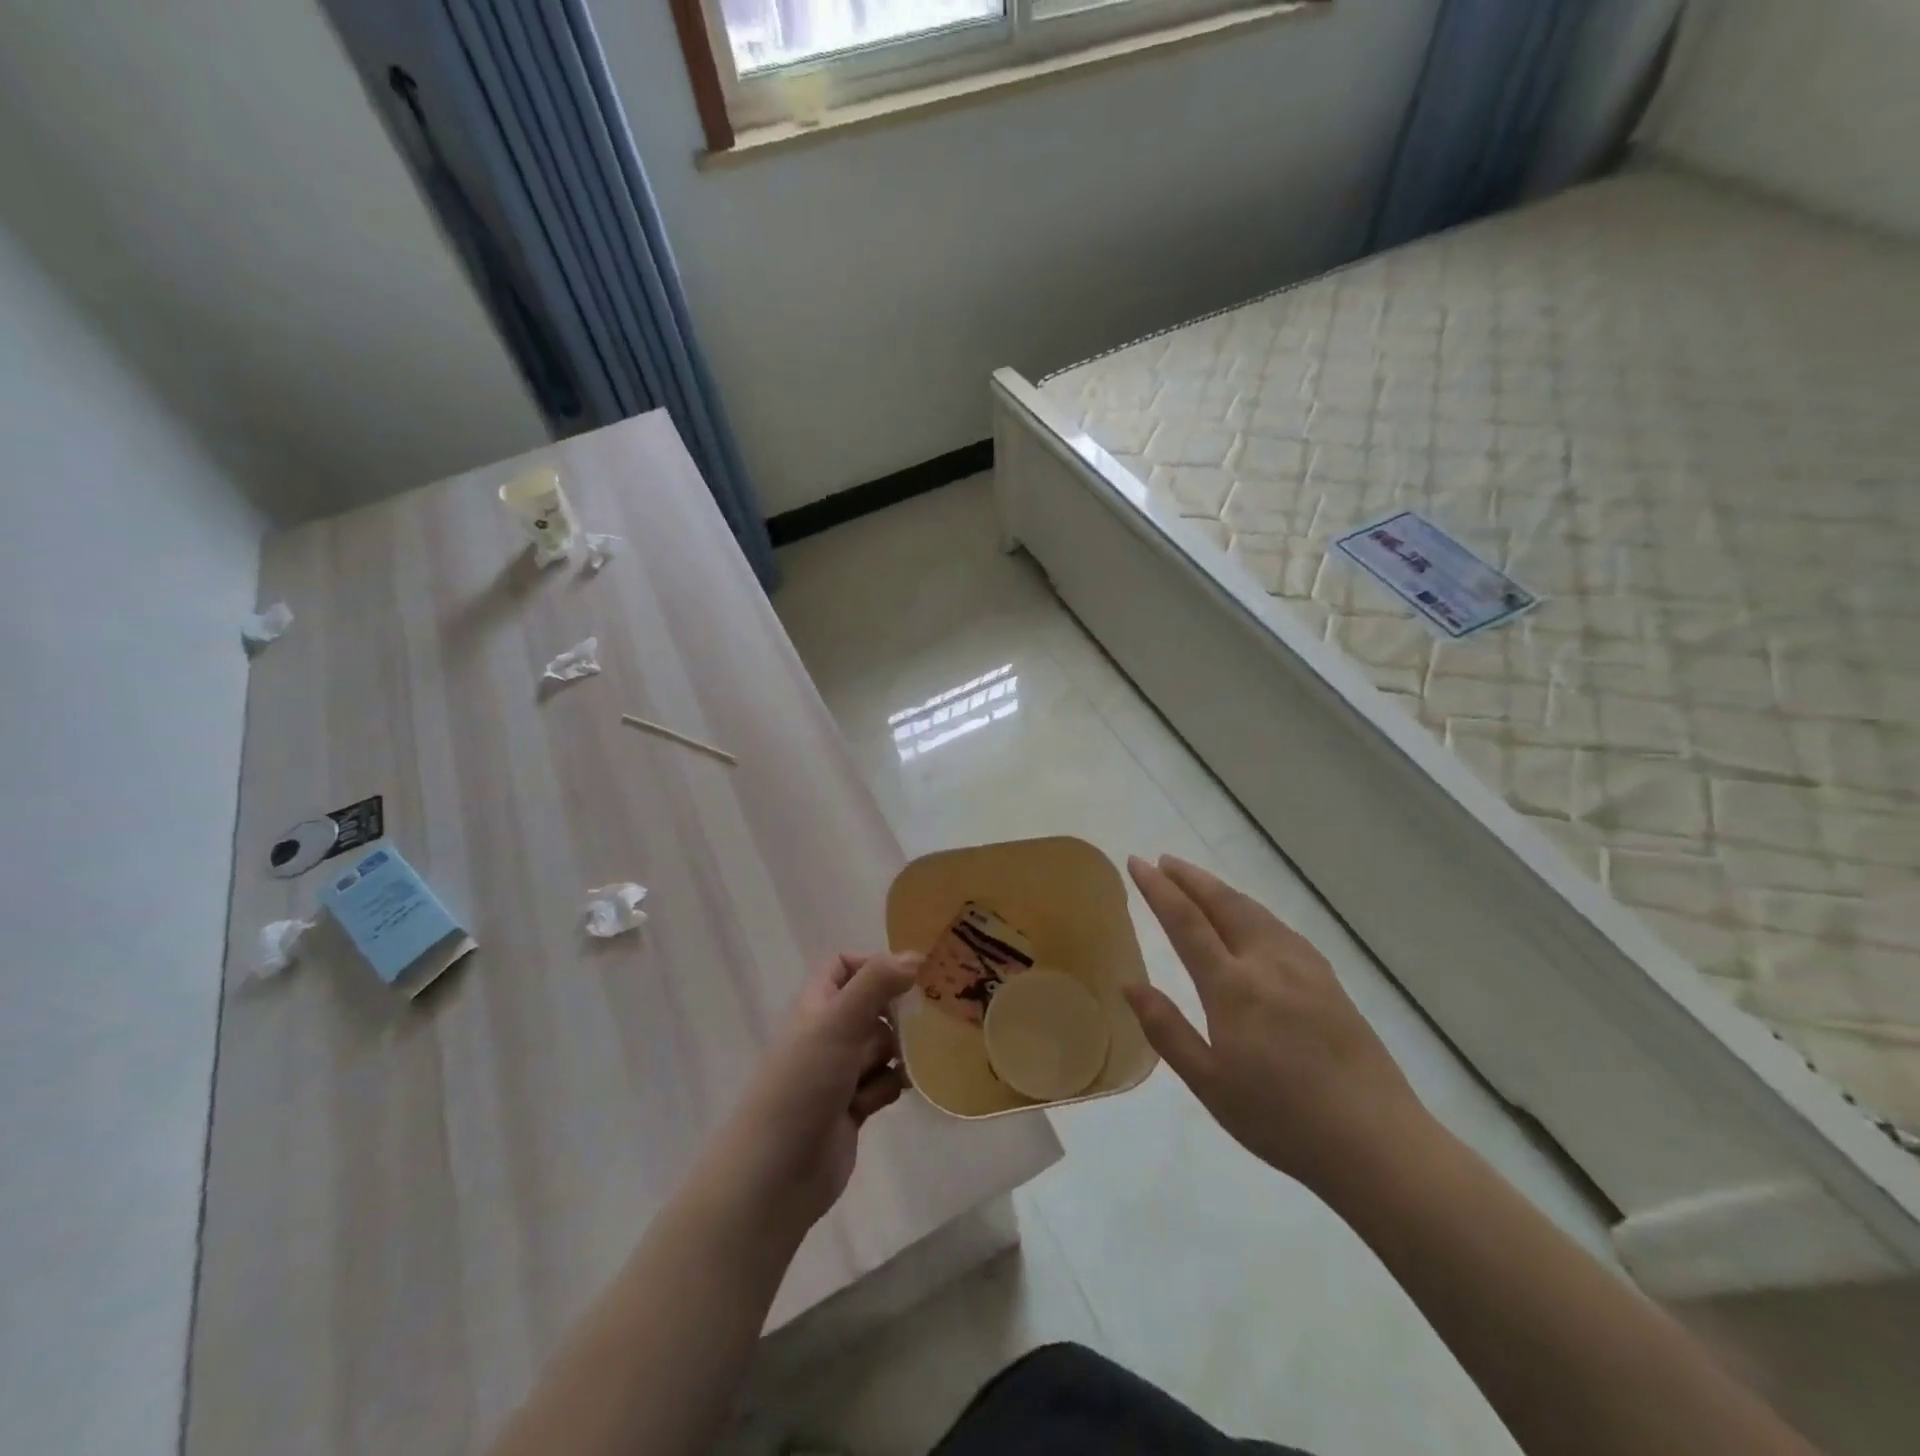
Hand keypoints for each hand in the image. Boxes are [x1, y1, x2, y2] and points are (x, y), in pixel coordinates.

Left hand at [711, 952, 918, 1236]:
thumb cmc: (803, 1084)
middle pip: (874, 1006)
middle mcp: (828, 1033)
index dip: (874, 966)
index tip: (908, 979)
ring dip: (897, 1055)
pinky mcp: (854, 1106)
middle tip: (922, 1023)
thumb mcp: (838, 1023)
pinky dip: (889, 1086)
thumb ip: (877, 983)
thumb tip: (916, 955)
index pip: (845, 965)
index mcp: (817, 1005)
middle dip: (896, 1015)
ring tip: (897, 1068)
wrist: (777, 1173)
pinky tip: (881, 1100)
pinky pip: (884, 1082)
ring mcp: (841, 1071)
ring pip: (884, 1046)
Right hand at [1125, 855, 1426, 1192]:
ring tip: (1197, 882)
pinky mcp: (1329, 980)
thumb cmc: (1281, 1120)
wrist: (1376, 1143)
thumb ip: (1166, 1029)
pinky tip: (1251, 920)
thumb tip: (1129, 984)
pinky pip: (1280, 927)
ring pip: (1254, 911)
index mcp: (1233, 987)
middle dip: (1189, 877)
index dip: (1158, 889)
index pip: (1186, 921)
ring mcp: (1304, 968)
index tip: (1136, 863)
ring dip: (1220, 889)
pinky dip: (1252, 910)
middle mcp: (1268, 963)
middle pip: (1223, 903)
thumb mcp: (1209, 1084)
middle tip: (1162, 860)